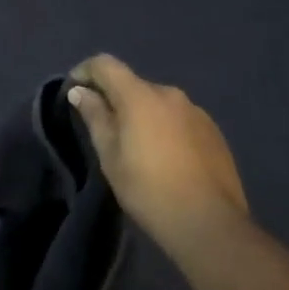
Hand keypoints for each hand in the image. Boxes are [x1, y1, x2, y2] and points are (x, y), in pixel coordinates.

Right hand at [66, 55, 249, 254]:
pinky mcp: (213, 131)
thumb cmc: (150, 190)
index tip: (74, 91)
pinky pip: (179, 119)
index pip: (105, 64)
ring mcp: (195, 111)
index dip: (85, 71)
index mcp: (140, 96)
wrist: (211, 225)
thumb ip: (95, 117)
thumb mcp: (111, 156)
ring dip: (143, 115)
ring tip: (139, 147)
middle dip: (115, 99)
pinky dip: (166, 128)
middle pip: (132, 84)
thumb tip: (80, 91)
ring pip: (158, 103)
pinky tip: (167, 157)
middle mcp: (169, 93)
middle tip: (106, 129)